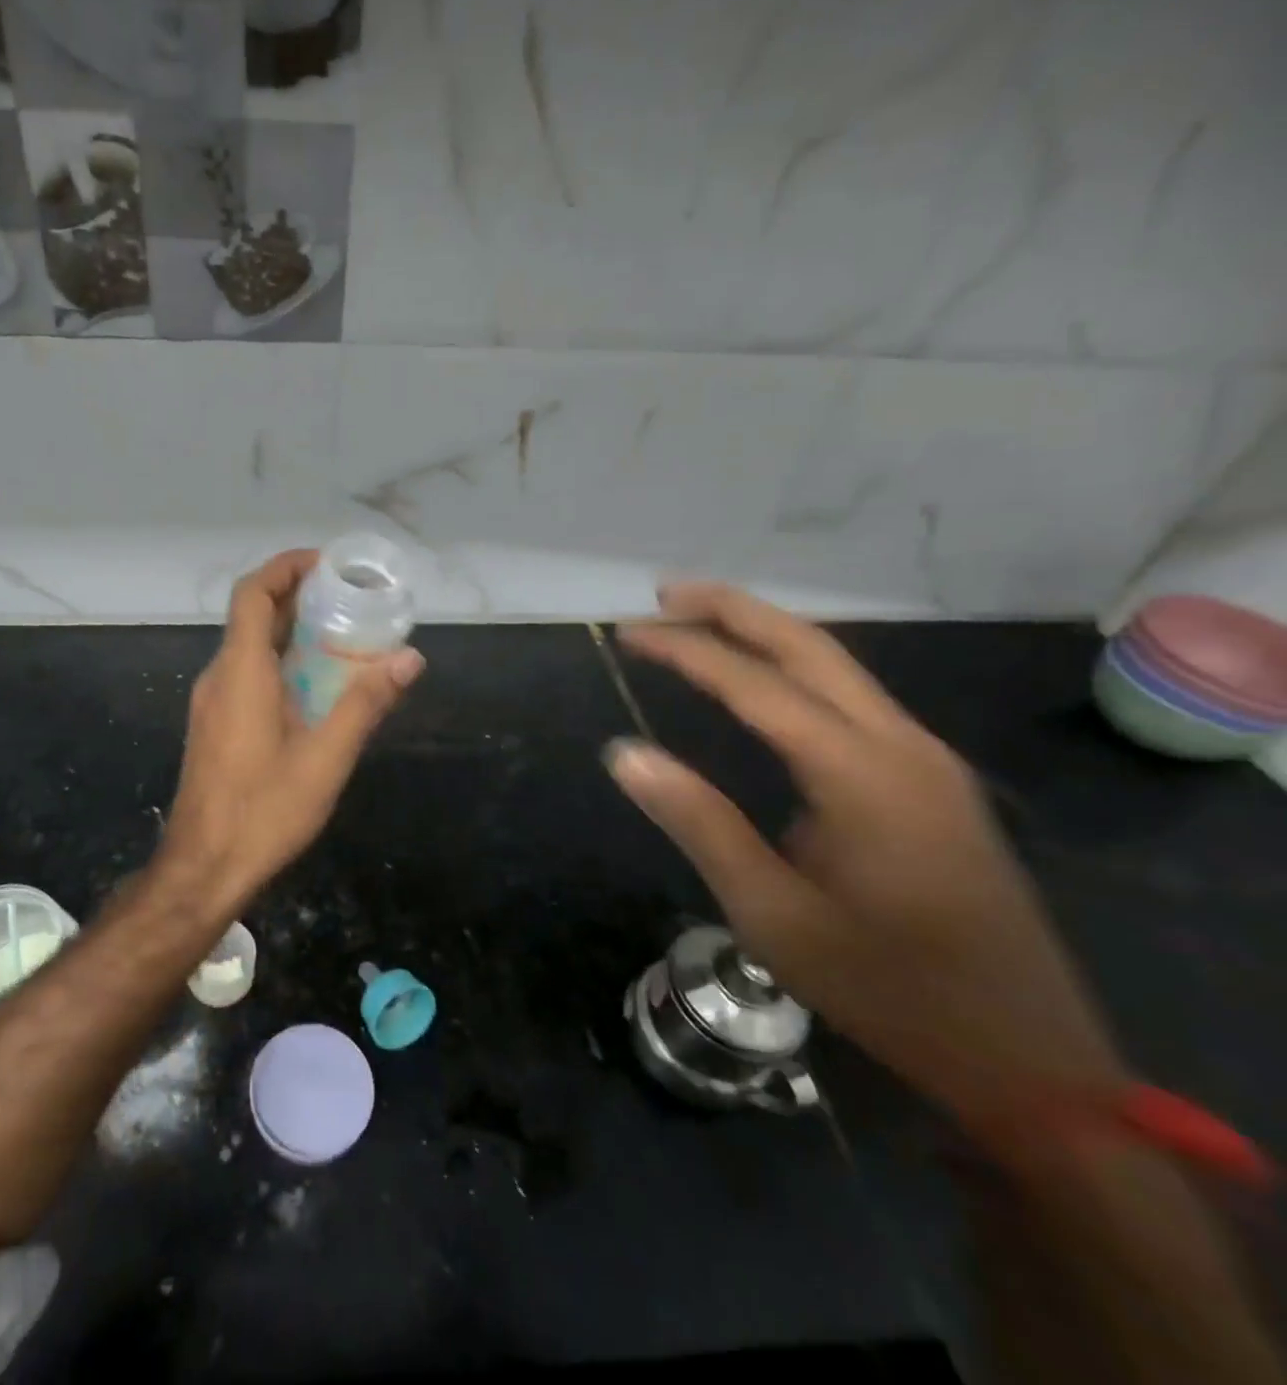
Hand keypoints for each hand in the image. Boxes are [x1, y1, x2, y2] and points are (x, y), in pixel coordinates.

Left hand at [160, 549, 423, 904]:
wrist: (203, 867)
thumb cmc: (264, 811)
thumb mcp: (326, 757)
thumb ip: (367, 703)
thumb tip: (410, 658)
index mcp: (240, 671)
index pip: (253, 594)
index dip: (286, 567)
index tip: (327, 564)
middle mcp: (219, 677)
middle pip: (253, 616)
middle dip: (298, 598)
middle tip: (349, 599)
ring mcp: (212, 703)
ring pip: (250, 648)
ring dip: (291, 633)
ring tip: (342, 637)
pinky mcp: (214, 726)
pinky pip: (247, 675)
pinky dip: (280, 663)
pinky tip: (316, 688)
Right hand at [607, 583, 1126, 1150]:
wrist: (1023, 1054)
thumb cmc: (884, 986)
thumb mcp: (771, 913)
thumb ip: (698, 822)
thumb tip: (624, 753)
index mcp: (862, 775)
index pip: (758, 685)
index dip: (688, 651)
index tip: (630, 632)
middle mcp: (902, 746)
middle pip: (812, 647)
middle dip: (734, 610)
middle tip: (664, 594)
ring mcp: (925, 760)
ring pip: (838, 666)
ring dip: (765, 634)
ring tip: (699, 622)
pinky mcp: (929, 780)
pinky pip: (852, 699)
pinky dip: (794, 669)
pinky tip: (760, 679)